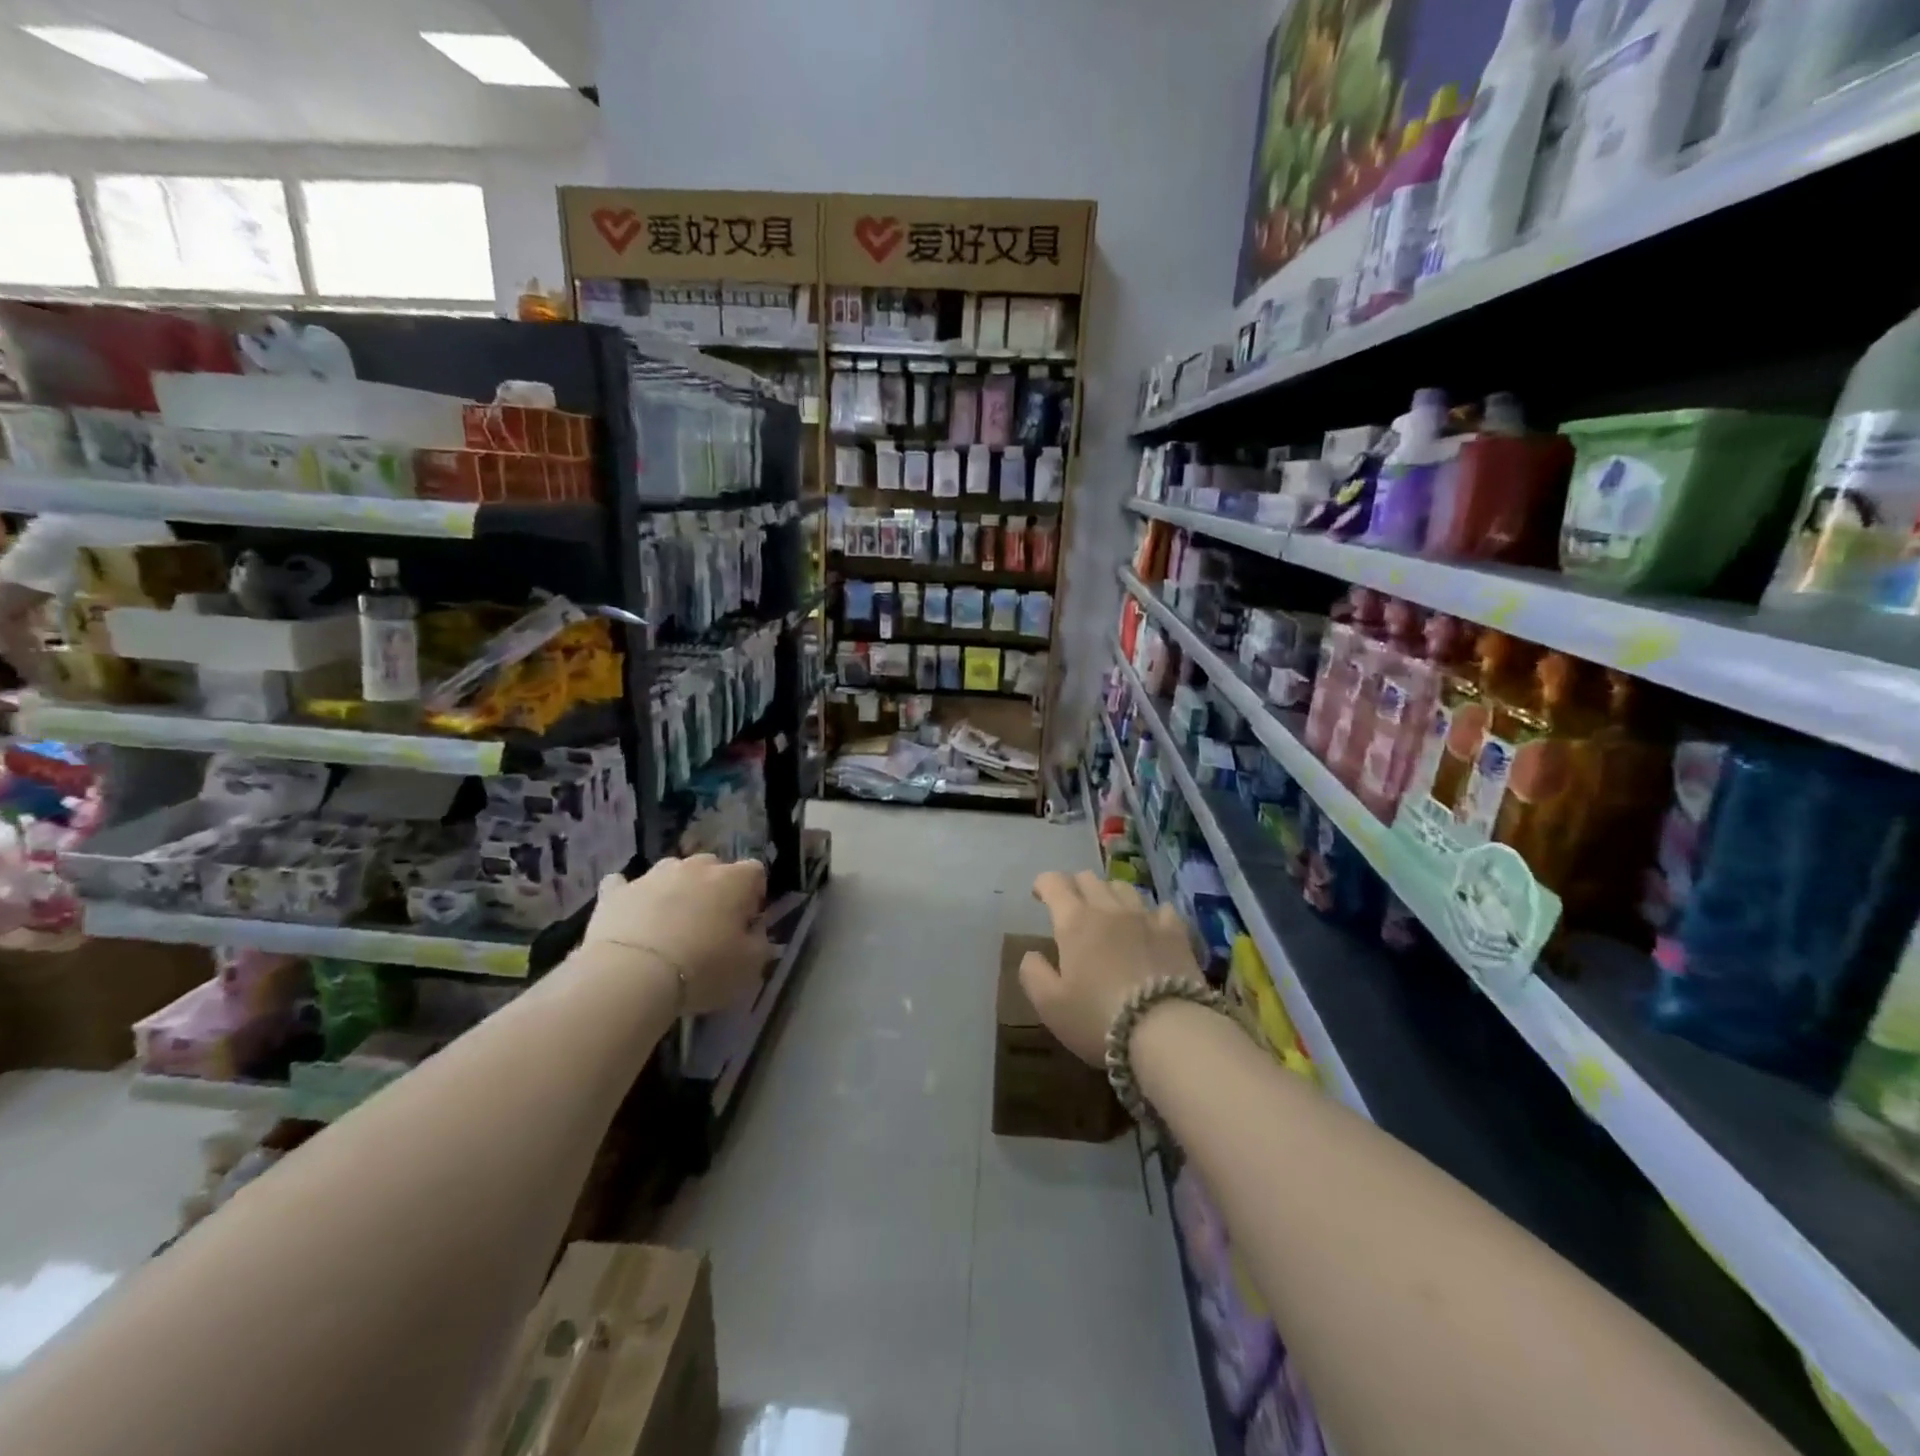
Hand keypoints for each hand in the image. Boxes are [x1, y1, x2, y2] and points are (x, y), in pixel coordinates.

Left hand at [583, 855, 771, 1013]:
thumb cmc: (703, 969)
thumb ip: (760, 942)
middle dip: (714, 889)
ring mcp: (653, 875)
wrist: (632, 976)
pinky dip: (631, 896)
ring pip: (671, 872)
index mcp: (733, 880)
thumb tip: (754, 931)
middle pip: (712, 867)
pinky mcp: (615, 891)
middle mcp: (695, 867)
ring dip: (675, 890)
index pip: (755, 872)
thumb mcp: (750, 966)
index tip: (746, 922)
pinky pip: (624, 884)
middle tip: (709, 924)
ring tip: (669, 924)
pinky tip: (629, 914)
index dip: (754, 895)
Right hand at [1020, 870, 1200, 1065]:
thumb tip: (1032, 954)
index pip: (1054, 883)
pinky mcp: (1175, 932)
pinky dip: (1148, 913)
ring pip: (1122, 887)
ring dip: (1109, 894)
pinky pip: (1159, 908)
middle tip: (1070, 906)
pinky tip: (1149, 926)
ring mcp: (1145, 917)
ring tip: (1108, 913)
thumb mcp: (1050, 1005)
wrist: (1167, 1032)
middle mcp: (1108, 908)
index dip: (1043, 883)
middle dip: (1074, 886)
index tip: (1039, 895)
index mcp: (1075, 921)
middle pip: (1089, 878)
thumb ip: (1033, 973)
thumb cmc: (1098, 1018)